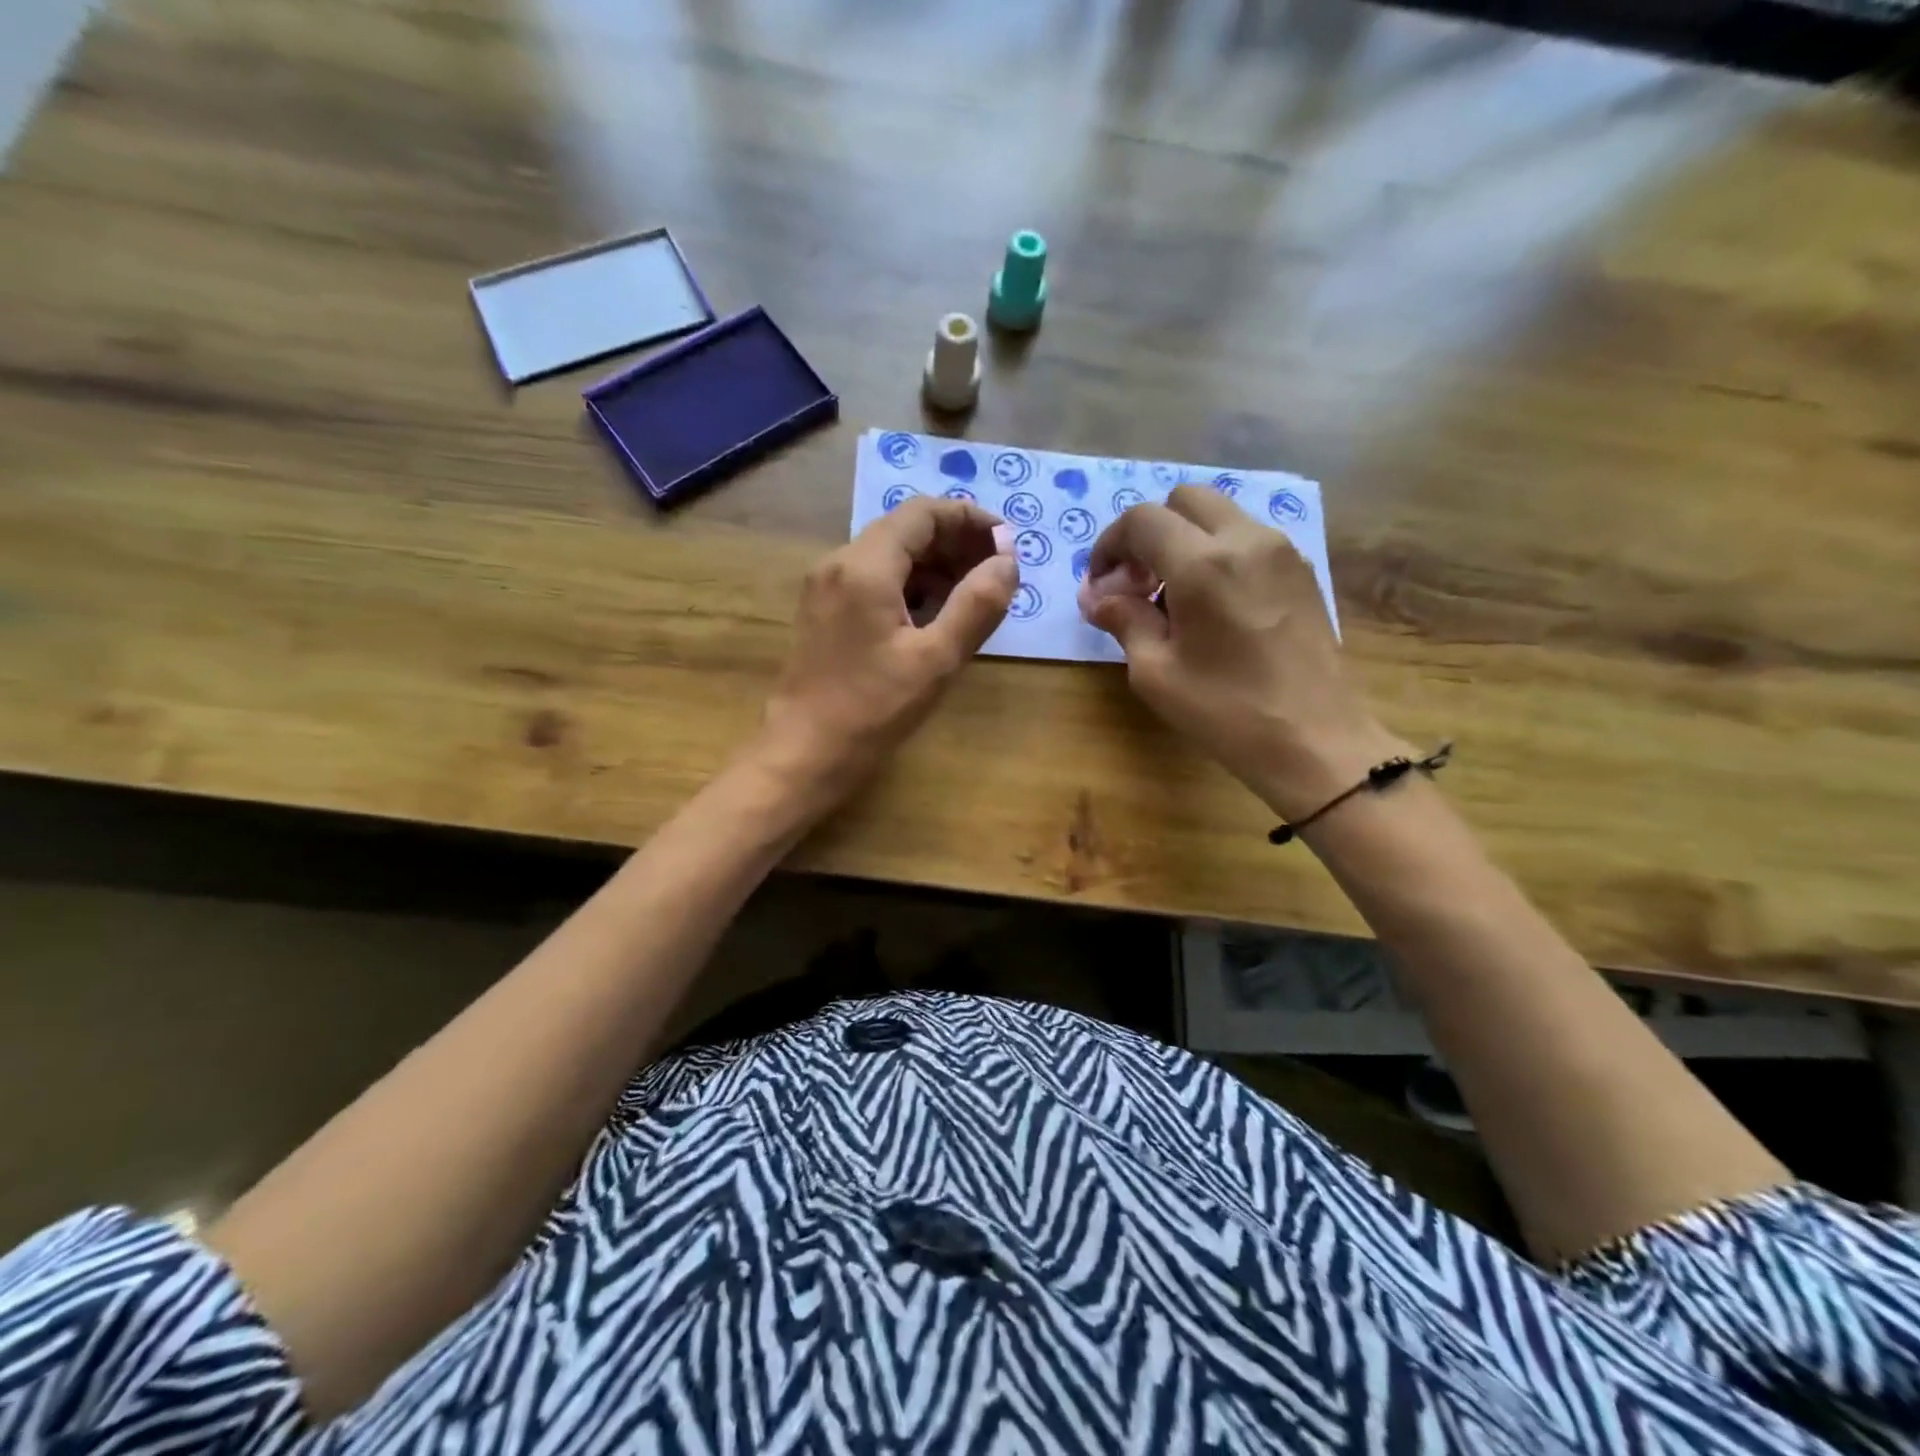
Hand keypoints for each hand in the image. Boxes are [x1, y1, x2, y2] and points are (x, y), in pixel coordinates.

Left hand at [757, 496, 1017, 808]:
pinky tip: (937, 613)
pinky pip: (874, 580)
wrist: (803, 754)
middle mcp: (839, 563)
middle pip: (905, 530)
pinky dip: (911, 585)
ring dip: (935, 565)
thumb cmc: (872, 710)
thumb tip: (1007, 563)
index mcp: (865, 566)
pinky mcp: (824, 612)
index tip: (1008, 544)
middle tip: (999, 571)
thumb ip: (977, 605)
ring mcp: (827, 588)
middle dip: (956, 542)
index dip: (970, 520)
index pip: (923, 513)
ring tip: (976, 594)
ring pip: (890, 555)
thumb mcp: (936, 660)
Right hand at [1079, 484, 1405, 820]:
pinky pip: (1247, 538)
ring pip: (1219, 515)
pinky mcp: (1302, 570)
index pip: (1142, 520)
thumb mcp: (1156, 673)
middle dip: (1149, 533)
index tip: (1102, 586)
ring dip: (1184, 541)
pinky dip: (1217, 553)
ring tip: (1173, 598)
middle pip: (1184, 500)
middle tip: (1137, 584)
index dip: (1110, 546)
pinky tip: (1211, 605)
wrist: (1315, 740)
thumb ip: (1123, 620)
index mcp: (1203, 564)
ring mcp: (1281, 551)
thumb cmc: (1226, 712)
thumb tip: (1096, 596)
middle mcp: (1246, 540)